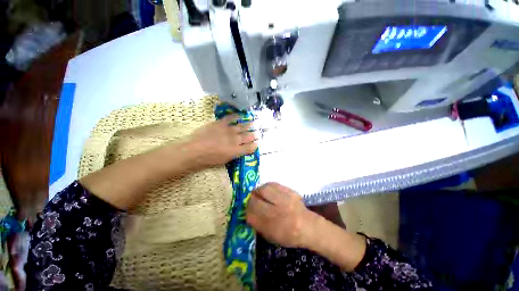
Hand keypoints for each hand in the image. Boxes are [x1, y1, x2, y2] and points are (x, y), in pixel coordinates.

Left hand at [187, 114, 257, 167]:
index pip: (250, 147)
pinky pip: (231, 118)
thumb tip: (241, 150)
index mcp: (236, 150)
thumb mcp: (225, 160)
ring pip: (242, 126)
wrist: (194, 150)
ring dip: (249, 125)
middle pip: (249, 136)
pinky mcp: (221, 123)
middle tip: (257, 133)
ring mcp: (229, 130)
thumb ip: (235, 154)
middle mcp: (235, 140)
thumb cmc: (209, 159)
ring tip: (254, 123)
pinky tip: (241, 115)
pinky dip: (237, 116)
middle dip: (254, 135)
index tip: (257, 143)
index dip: (255, 145)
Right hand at [246, 183, 315, 247]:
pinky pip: (274, 184)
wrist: (308, 226)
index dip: (247, 210)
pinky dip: (267, 187)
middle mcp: (279, 211)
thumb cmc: (289, 235)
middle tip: (251, 200)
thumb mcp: (272, 236)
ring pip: (265, 189)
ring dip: (258, 190)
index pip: (252, 215)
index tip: (247, 210)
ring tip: (258, 193)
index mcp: (274, 227)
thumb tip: (248, 212)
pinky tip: (267, 190)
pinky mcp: (290, 191)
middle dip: (251, 199)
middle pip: (257, 200)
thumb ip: (258, 225)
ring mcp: (286, 199)